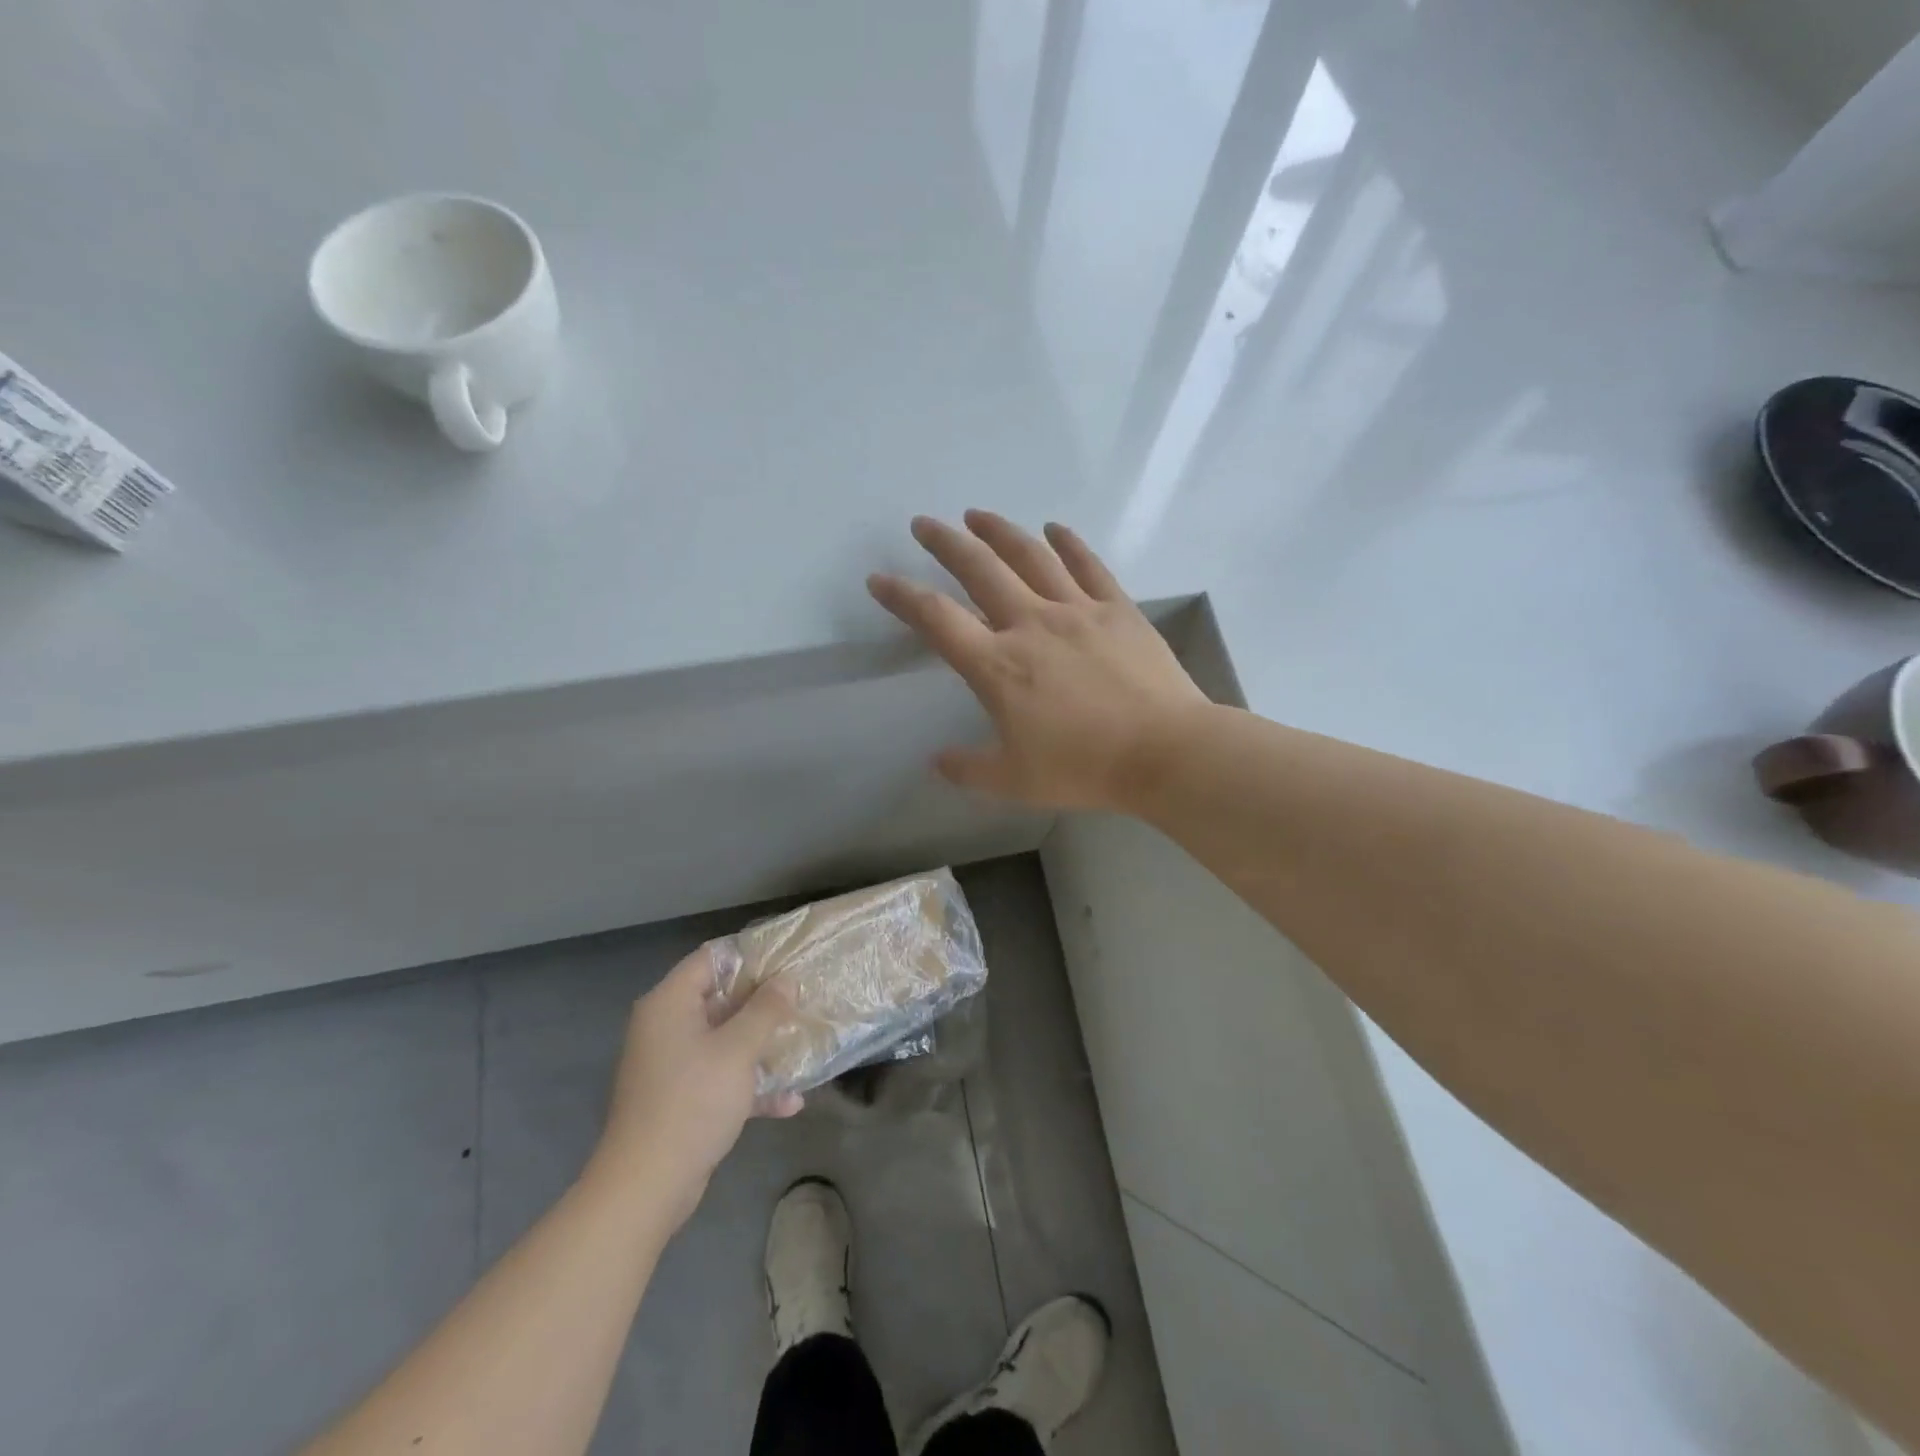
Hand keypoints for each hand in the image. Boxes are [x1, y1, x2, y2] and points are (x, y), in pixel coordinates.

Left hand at [590, 947, 801, 1231]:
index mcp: (669, 1004)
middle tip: (803, 997)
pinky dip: (750, 1085)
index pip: (711, 958)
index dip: (750, 955)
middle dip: (763, 1001)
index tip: (788, 958)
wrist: (645, 1187)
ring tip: (803, 1041)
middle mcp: (666, 1027)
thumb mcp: (738, 1050)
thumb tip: (786, 980)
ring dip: (761, 1044)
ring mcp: (672, 1065)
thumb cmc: (692, 1102)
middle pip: (720, 998)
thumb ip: (765, 1010)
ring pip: (724, 1039)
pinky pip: (721, 1077)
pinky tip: (790, 1102)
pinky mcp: (681, 1099)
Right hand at [867, 511, 1209, 810]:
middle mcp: (1031, 624)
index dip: (902, 596)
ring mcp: (1077, 610)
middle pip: (979, 570)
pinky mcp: (1117, 609)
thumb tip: (935, 761)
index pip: (936, 619)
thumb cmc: (1084, 768)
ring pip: (1031, 556)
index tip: (879, 579)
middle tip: (924, 524)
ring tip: (977, 515)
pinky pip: (1088, 566)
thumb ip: (968, 769)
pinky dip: (1069, 543)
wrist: (1164, 752)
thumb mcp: (1014, 781)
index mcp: (998, 665)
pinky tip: (1055, 529)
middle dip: (945, 543)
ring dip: (999, 531)